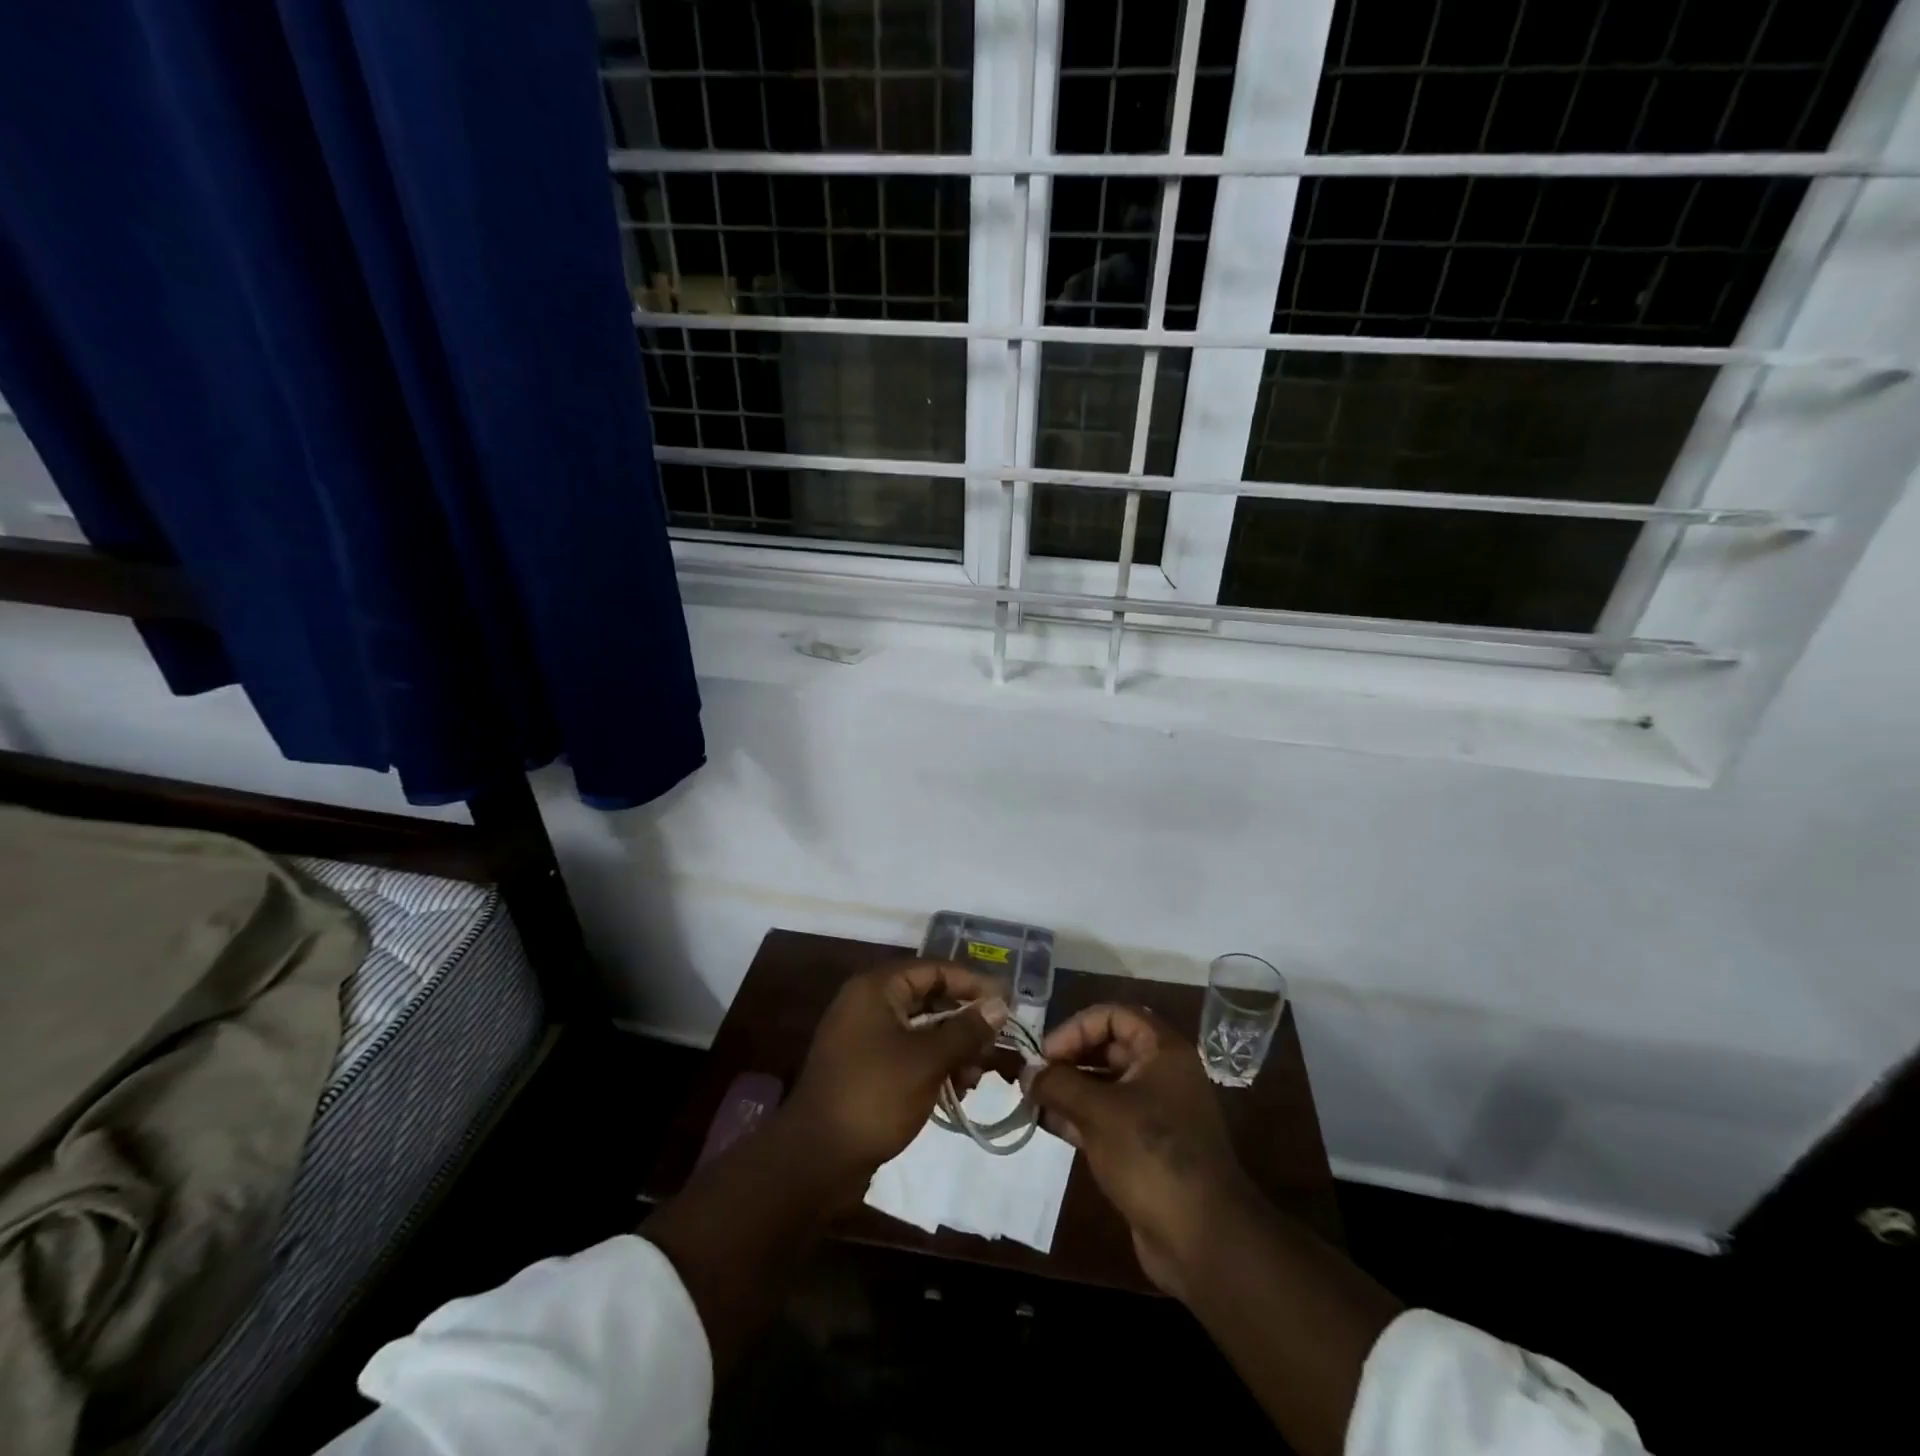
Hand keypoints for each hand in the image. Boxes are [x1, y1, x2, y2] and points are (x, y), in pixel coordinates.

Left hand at [787, 960, 1008, 1185]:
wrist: (816, 1159)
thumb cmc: (874, 1096)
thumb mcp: (928, 1060)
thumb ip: (966, 1029)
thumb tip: (1000, 1004)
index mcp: (876, 989)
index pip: (934, 970)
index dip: (972, 984)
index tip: (1006, 1004)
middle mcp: (868, 1004)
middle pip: (929, 999)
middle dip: (965, 1022)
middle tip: (996, 1046)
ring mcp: (864, 1037)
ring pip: (921, 1030)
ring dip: (953, 1049)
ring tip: (975, 1078)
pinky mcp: (865, 1068)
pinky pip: (908, 1054)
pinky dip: (934, 1066)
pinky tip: (956, 1091)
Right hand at [1025, 1004, 1249, 1297]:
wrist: (1202, 1238)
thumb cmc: (1151, 1155)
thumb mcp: (1099, 1112)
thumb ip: (1059, 1084)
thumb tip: (1027, 1073)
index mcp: (1162, 1051)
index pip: (1113, 1015)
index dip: (1077, 1028)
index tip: (1046, 1054)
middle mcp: (1162, 1074)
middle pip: (1109, 1048)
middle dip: (1069, 1059)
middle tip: (1034, 1078)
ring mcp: (1157, 1112)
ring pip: (1106, 1085)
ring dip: (1070, 1090)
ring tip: (1034, 1102)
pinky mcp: (1147, 1147)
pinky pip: (1109, 1118)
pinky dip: (1080, 1117)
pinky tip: (1050, 1125)